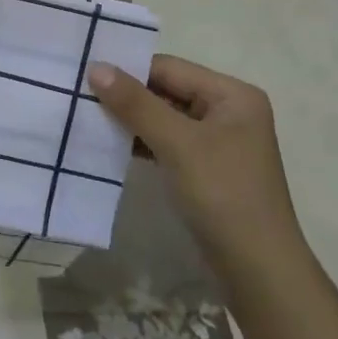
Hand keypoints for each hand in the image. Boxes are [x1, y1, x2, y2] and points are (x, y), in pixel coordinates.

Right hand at [87, 55, 302, 262]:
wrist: (258, 271)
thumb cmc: (223, 195)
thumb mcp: (178, 144)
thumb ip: (136, 104)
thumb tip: (95, 67)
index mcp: (232, 95)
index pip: (170, 68)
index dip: (129, 70)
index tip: (85, 74)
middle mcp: (228, 111)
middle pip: (168, 91)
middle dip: (127, 96)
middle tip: (79, 95)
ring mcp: (218, 142)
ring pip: (165, 118)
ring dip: (131, 120)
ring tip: (87, 117)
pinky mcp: (205, 169)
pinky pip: (168, 143)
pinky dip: (142, 143)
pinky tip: (111, 146)